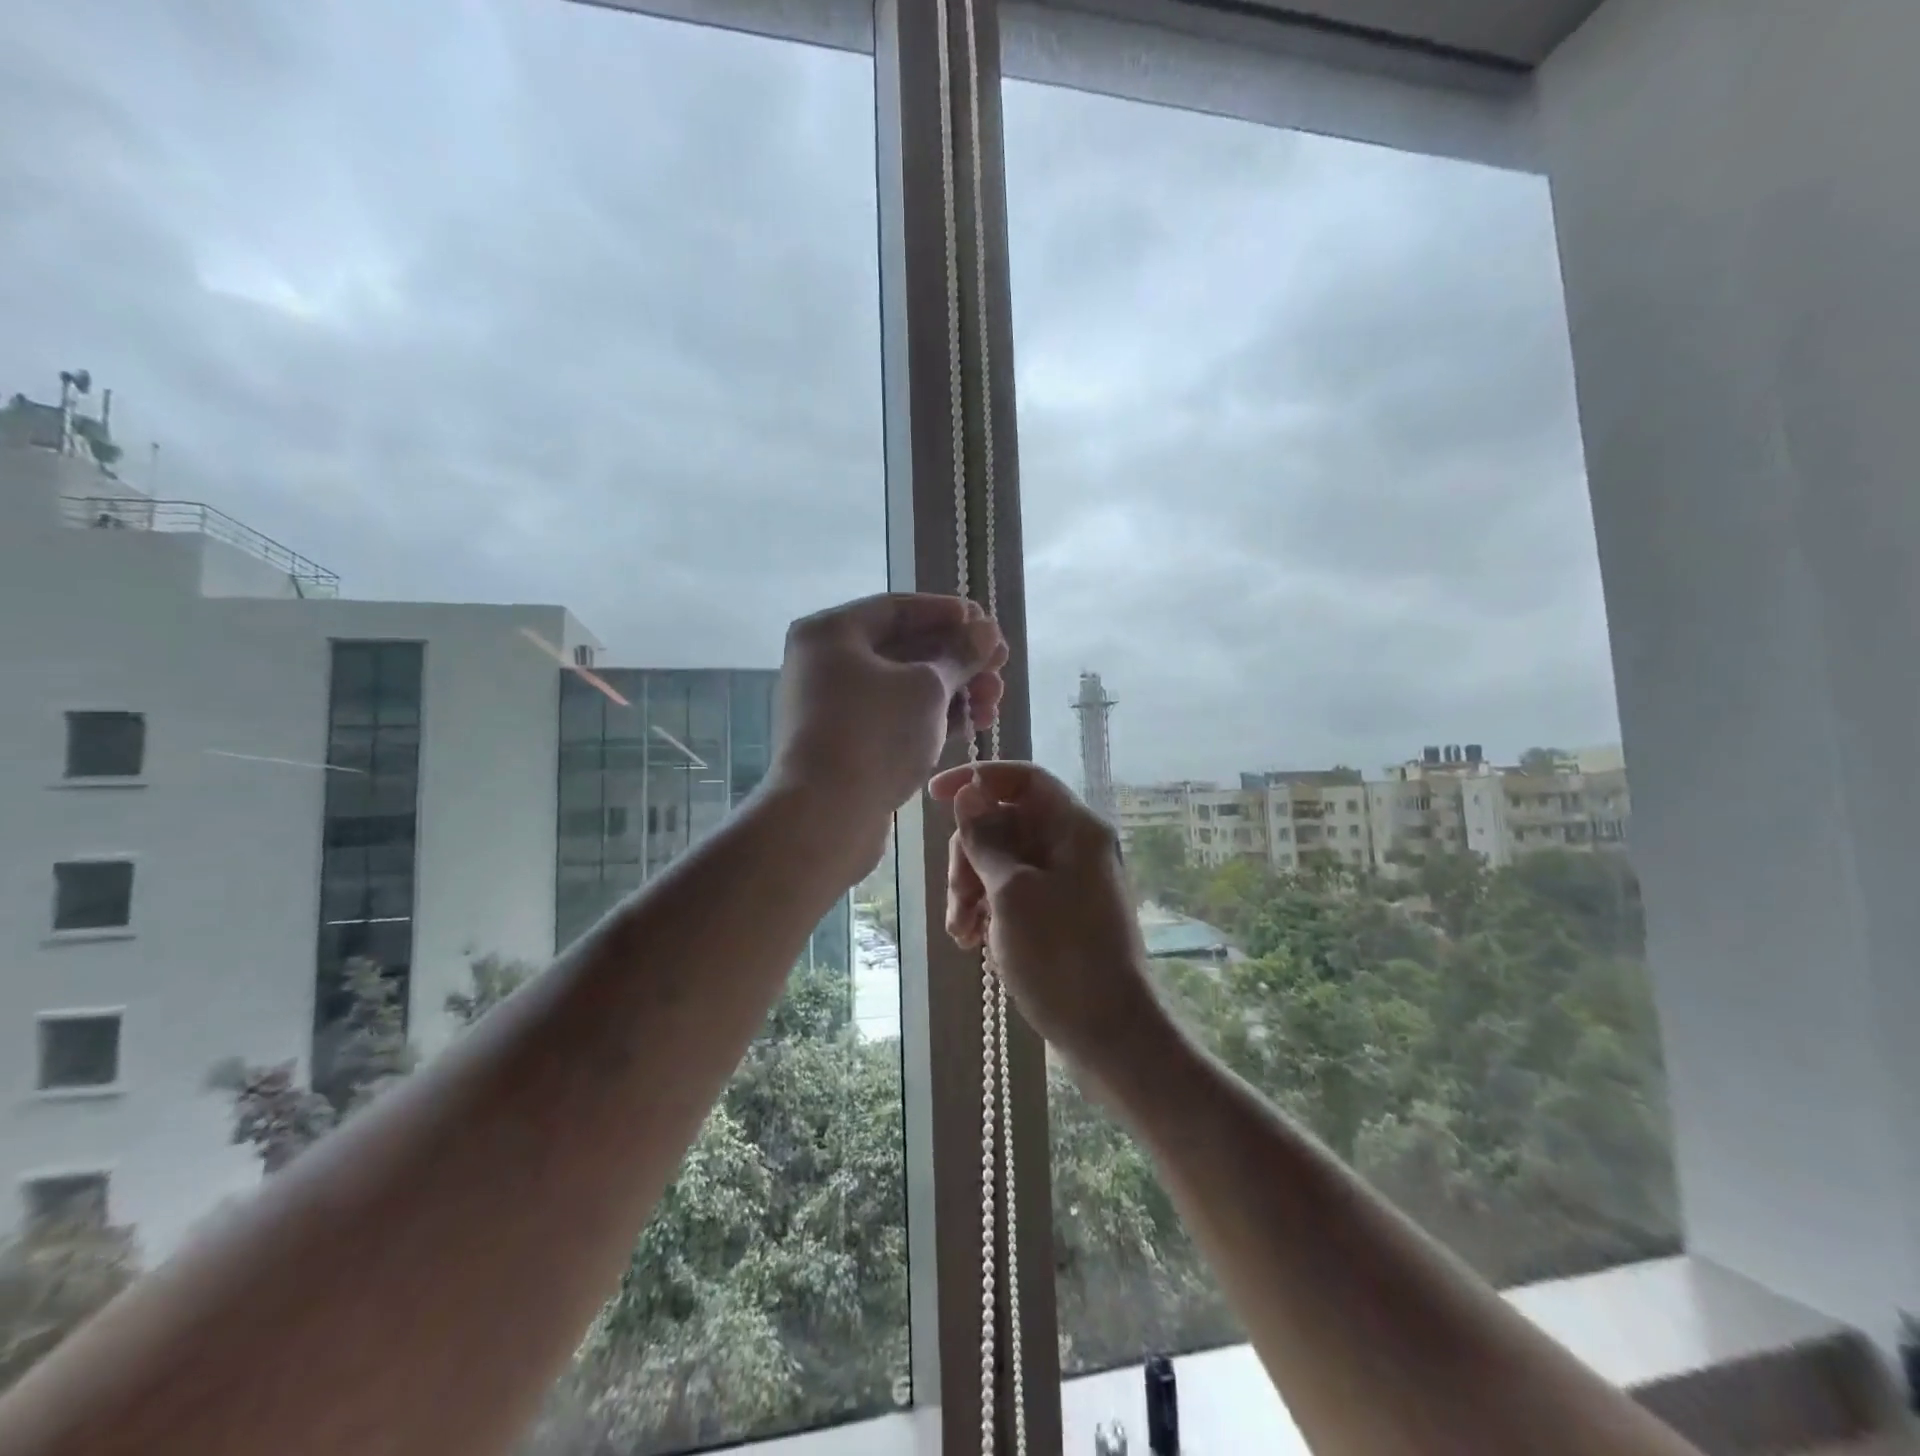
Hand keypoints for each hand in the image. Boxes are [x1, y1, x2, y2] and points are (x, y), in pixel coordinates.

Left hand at [770, 594, 1006, 875]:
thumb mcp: (928, 687)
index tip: (986, 624)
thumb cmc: (875, 734)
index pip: (898, 609)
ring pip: (903, 687)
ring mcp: (834, 706)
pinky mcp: (846, 743)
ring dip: (953, 690)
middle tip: (1001, 666)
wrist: (825, 815)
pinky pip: (895, 717)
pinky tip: (973, 723)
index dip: (948, 613)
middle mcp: (826, 663)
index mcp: (831, 633)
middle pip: (903, 649)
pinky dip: (932, 717)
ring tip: (995, 701)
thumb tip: (987, 631)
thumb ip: (961, 655)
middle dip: (958, 658)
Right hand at [929, 761, 1164, 1071]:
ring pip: (1002, 861)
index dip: (978, 778)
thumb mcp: (1011, 892)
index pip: (1023, 779)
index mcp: (1075, 828)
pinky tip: (973, 941)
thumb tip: (969, 793)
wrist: (1109, 1033)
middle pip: (1006, 823)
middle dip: (969, 855)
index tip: (934, 796)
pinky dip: (989, 909)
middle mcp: (1074, 846)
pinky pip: (1013, 892)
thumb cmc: (1060, 955)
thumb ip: (985, 839)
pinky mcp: (1058, 913)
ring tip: (962, 932)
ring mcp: (1067, 881)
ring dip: (972, 888)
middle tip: (957, 899)